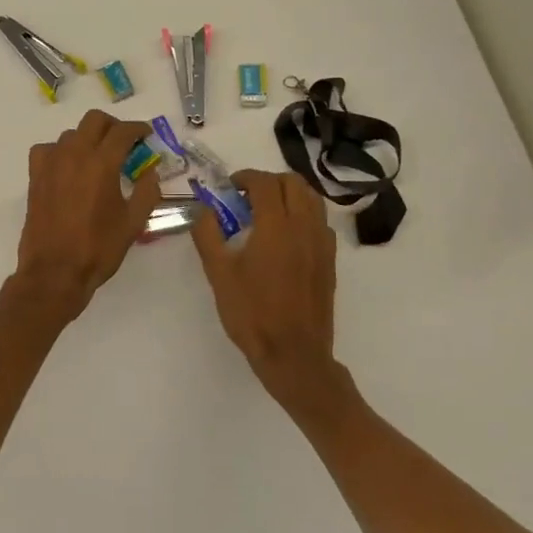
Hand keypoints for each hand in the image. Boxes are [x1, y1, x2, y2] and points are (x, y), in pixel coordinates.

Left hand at [15, 110, 161, 318]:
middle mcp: (74, 154)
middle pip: (94, 120)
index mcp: (102, 163)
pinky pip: (47, 150)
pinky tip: (68, 168)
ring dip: (87, 139)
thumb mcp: (133, 223)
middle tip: (124, 143)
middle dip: (112, 126)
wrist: (55, 271)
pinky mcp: (35, 176)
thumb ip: (147, 192)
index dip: (138, 129)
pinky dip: (60, 152)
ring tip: (97, 159)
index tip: (146, 135)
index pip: (122, 131)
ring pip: (71, 134)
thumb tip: (150, 172)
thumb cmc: (98, 248)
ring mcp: (51, 163)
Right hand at [191, 170, 343, 410]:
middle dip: (268, 181)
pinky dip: (304, 214)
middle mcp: (304, 227)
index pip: (264, 183)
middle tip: (246, 197)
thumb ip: (208, 235)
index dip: (245, 178)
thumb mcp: (218, 274)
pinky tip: (287, 235)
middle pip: (293, 183)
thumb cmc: (252, 314)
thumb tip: (203, 209)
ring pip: (312, 199)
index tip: (229, 188)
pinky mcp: (330, 260)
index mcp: (275, 227)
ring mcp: (321, 243)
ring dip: (289, 194)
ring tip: (268, 211)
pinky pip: (320, 222)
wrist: (294, 354)